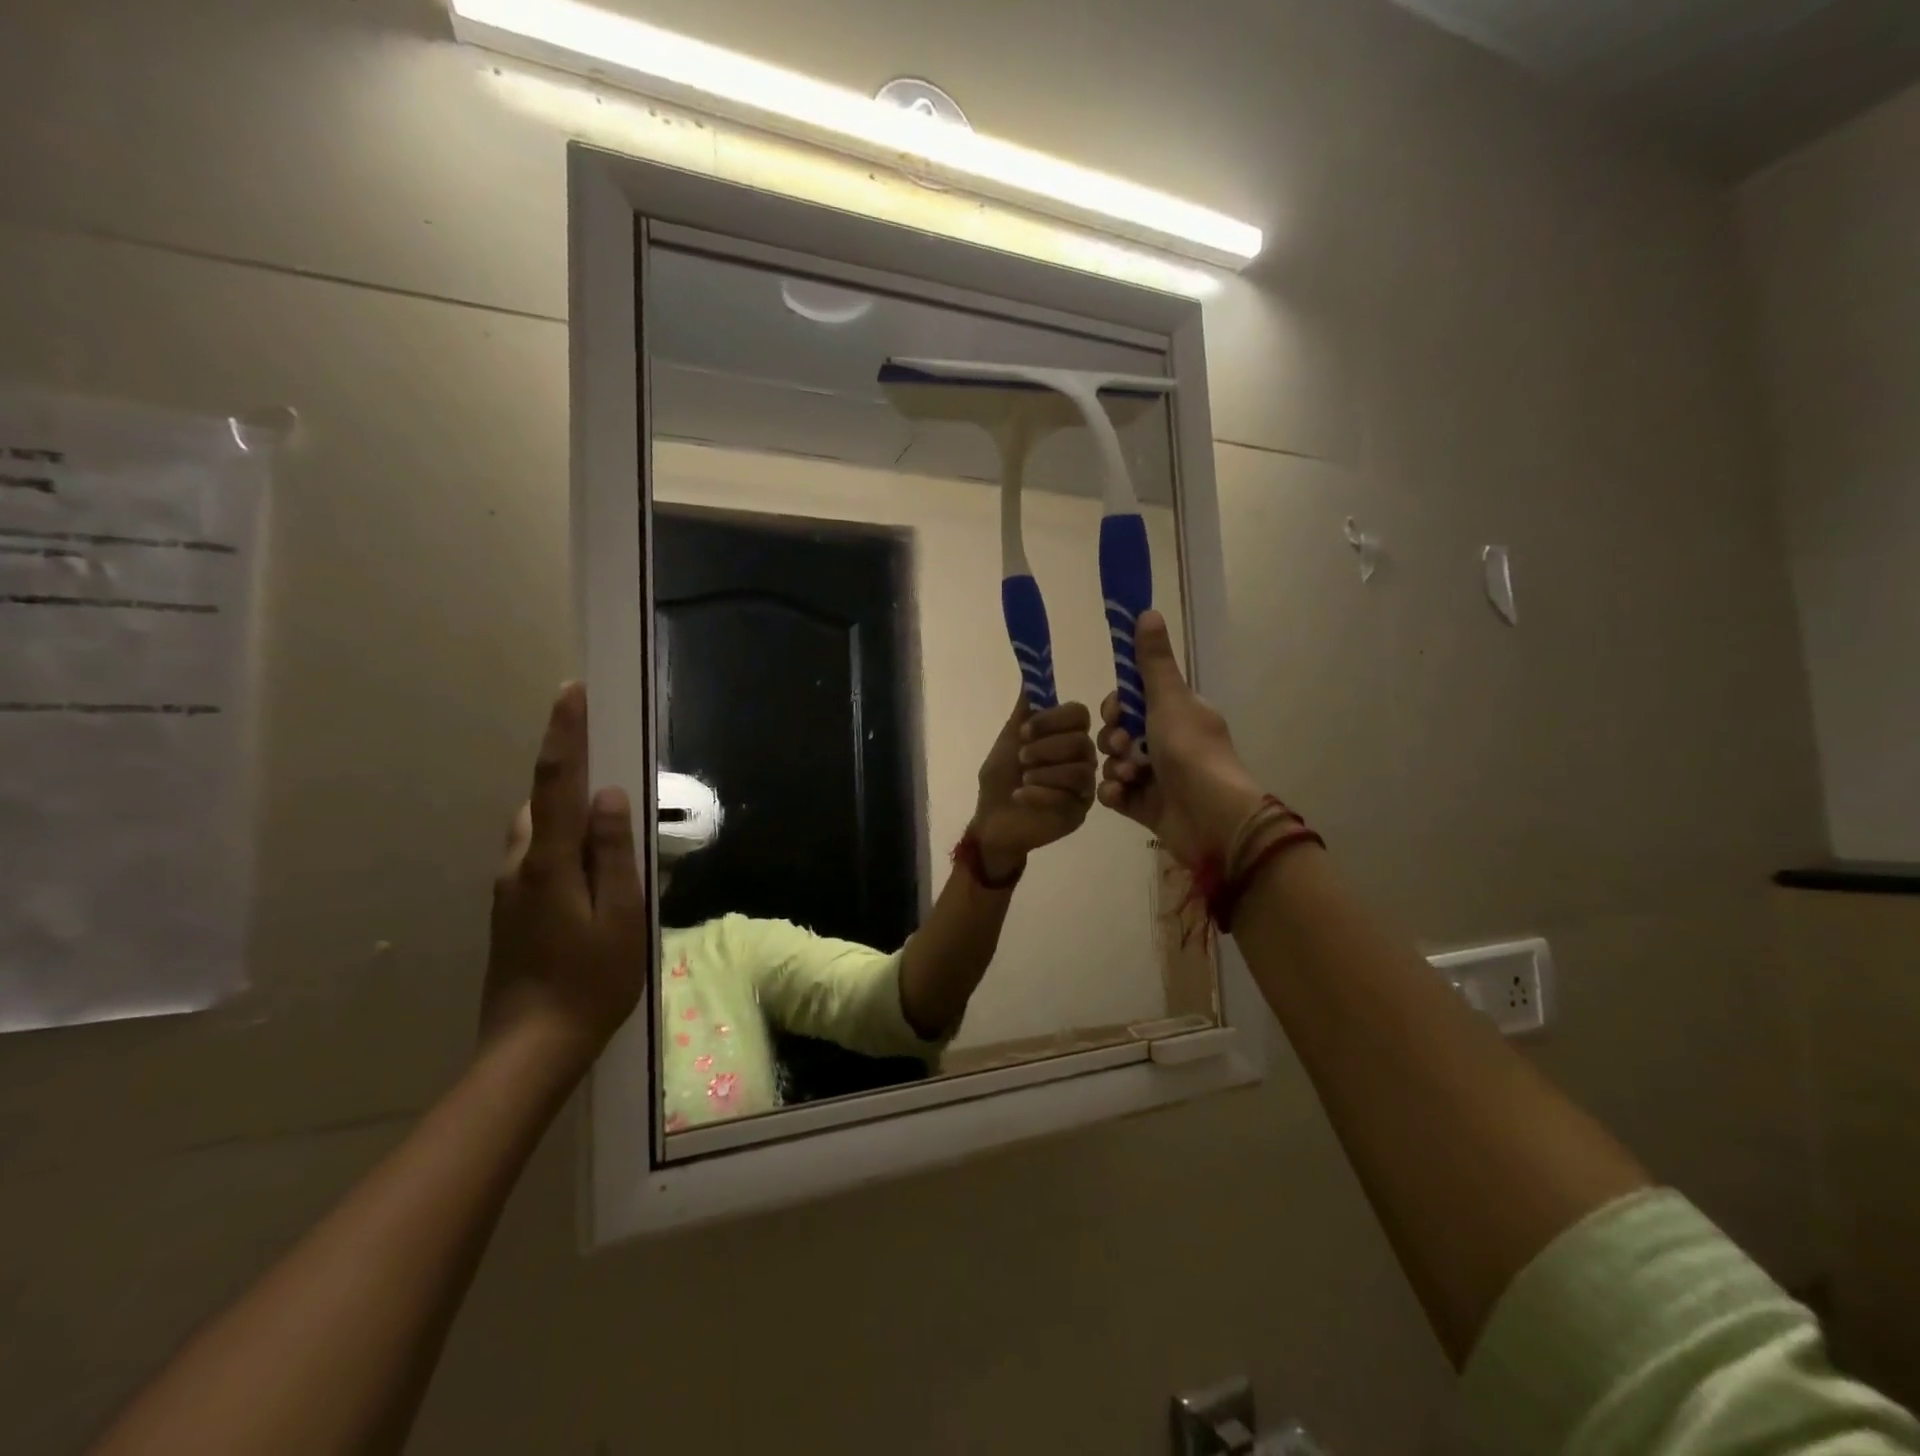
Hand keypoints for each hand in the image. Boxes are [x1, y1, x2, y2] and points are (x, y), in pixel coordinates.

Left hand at [483, 683, 647, 1062]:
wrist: (531, 1048)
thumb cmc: (591, 981)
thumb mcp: (622, 915)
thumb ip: (615, 853)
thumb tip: (611, 796)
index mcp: (548, 863)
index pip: (556, 783)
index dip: (564, 735)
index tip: (570, 692)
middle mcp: (518, 866)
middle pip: (541, 802)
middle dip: (568, 774)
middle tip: (610, 770)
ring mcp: (508, 890)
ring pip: (535, 830)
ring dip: (565, 813)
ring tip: (607, 829)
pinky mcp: (509, 910)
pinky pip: (534, 856)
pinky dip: (560, 843)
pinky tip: (590, 872)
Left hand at [970, 697, 1097, 878]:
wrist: (992, 820)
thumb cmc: (1001, 779)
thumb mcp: (1008, 740)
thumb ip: (1024, 712)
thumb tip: (1031, 676)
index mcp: (1066, 735)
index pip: (1079, 714)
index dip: (1053, 719)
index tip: (1024, 731)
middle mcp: (1081, 757)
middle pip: (1082, 742)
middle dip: (1047, 747)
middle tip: (1021, 758)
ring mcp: (1083, 786)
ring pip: (1080, 770)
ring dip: (1045, 771)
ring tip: (1023, 779)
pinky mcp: (1079, 811)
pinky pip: (1069, 796)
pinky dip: (1040, 793)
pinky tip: (1020, 795)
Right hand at [1097, 610, 1266, 865]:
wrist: (1212, 818)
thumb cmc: (1192, 752)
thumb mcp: (1169, 700)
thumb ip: (1153, 661)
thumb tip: (1147, 610)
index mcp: (1177, 715)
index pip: (1133, 701)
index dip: (1117, 705)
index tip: (1116, 712)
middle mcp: (1167, 743)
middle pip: (1118, 732)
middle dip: (1112, 739)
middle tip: (1122, 747)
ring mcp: (1156, 777)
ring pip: (1114, 763)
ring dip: (1114, 767)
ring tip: (1129, 776)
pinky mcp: (1146, 807)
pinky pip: (1116, 792)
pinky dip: (1115, 793)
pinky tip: (1122, 795)